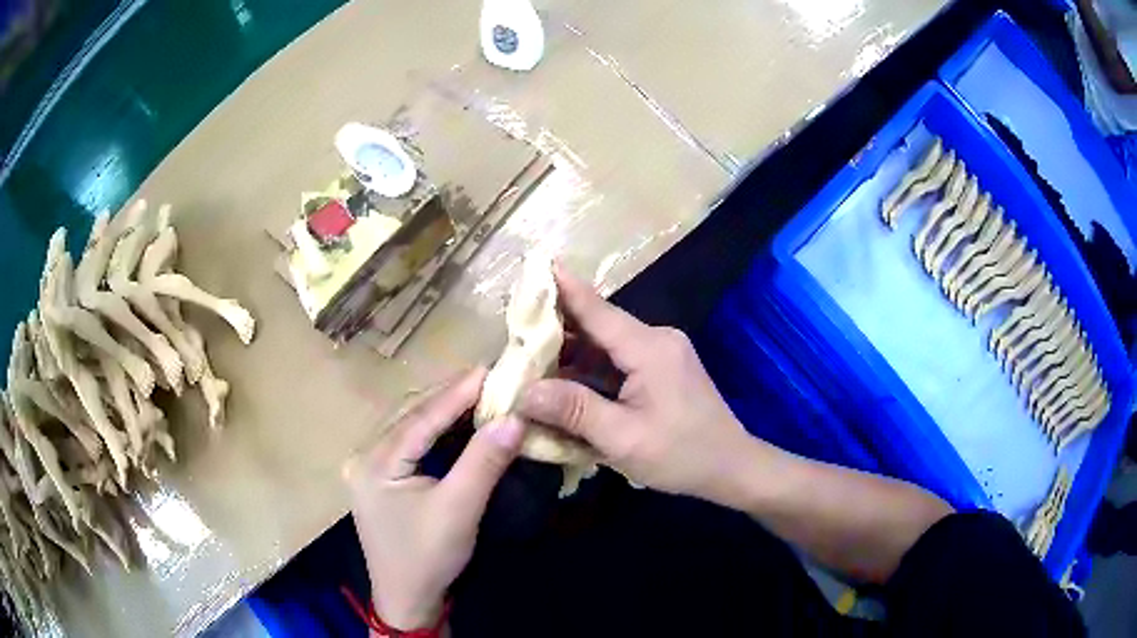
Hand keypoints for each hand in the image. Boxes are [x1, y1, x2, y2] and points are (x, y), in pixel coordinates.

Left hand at [344, 369, 523, 629]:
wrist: (408, 599)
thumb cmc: (428, 557)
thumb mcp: (458, 509)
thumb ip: (483, 461)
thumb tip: (514, 417)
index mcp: (374, 462)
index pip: (420, 418)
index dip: (456, 392)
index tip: (490, 368)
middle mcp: (364, 456)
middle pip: (410, 416)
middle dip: (449, 397)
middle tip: (488, 378)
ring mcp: (369, 467)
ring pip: (409, 427)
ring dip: (442, 411)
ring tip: (477, 392)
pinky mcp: (380, 478)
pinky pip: (409, 443)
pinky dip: (435, 431)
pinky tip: (456, 423)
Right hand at [517, 265, 756, 502]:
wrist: (732, 467)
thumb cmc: (681, 454)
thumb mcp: (623, 438)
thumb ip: (574, 410)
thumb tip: (524, 391)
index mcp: (649, 348)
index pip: (597, 310)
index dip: (564, 288)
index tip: (535, 263)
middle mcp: (656, 340)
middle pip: (598, 326)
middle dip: (556, 328)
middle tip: (513, 331)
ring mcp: (661, 353)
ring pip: (606, 344)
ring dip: (571, 353)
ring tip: (528, 359)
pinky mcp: (662, 370)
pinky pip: (618, 361)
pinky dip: (590, 369)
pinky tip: (564, 382)